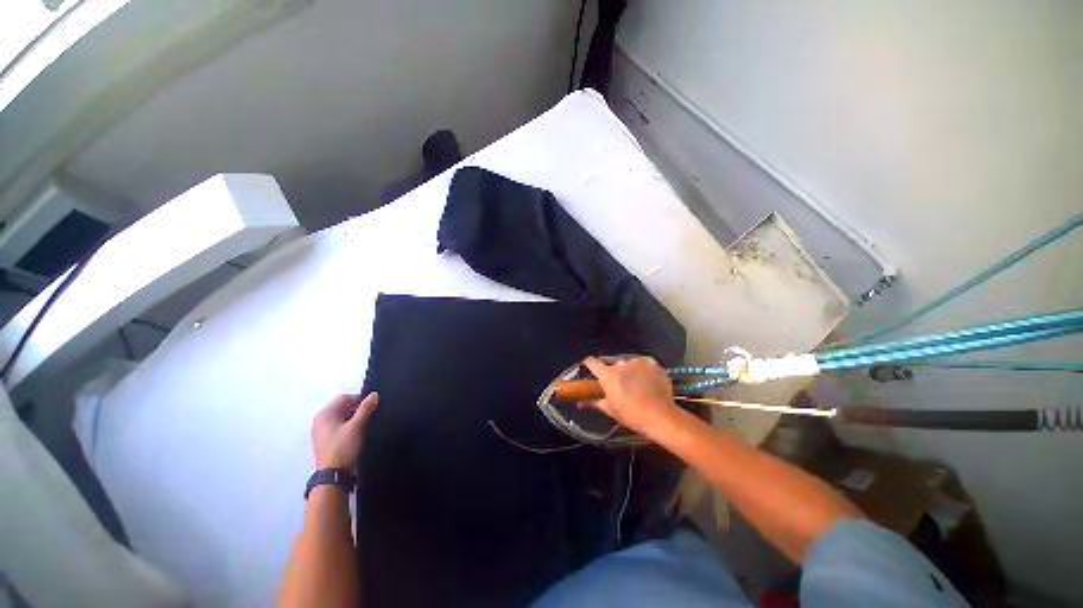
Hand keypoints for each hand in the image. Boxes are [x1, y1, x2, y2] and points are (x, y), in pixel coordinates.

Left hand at [312, 392, 378, 469]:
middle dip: (357, 408)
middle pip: (342, 407)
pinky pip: (339, 427)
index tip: (372, 404)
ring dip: (354, 418)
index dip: (359, 398)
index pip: (343, 397)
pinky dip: (349, 426)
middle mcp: (320, 421)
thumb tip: (374, 394)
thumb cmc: (343, 447)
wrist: (333, 475)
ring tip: (367, 423)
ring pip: (341, 417)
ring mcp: (322, 432)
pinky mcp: (326, 441)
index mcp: (324, 414)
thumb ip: (366, 408)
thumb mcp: (357, 426)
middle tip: (371, 414)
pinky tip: (358, 433)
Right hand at [583, 357, 679, 436]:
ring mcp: (637, 361)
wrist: (660, 416)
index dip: (589, 364)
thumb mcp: (610, 409)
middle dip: (612, 370)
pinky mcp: (651, 362)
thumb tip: (580, 403)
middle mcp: (620, 363)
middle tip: (616, 382)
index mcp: (608, 374)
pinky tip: (646, 379)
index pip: (592, 362)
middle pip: (611, 363)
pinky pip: (642, 363)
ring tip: (634, 382)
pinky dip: (642, 369)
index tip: (589, 369)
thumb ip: (594, 402)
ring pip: (627, 362)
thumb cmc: (631, 414)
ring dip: (627, 369)